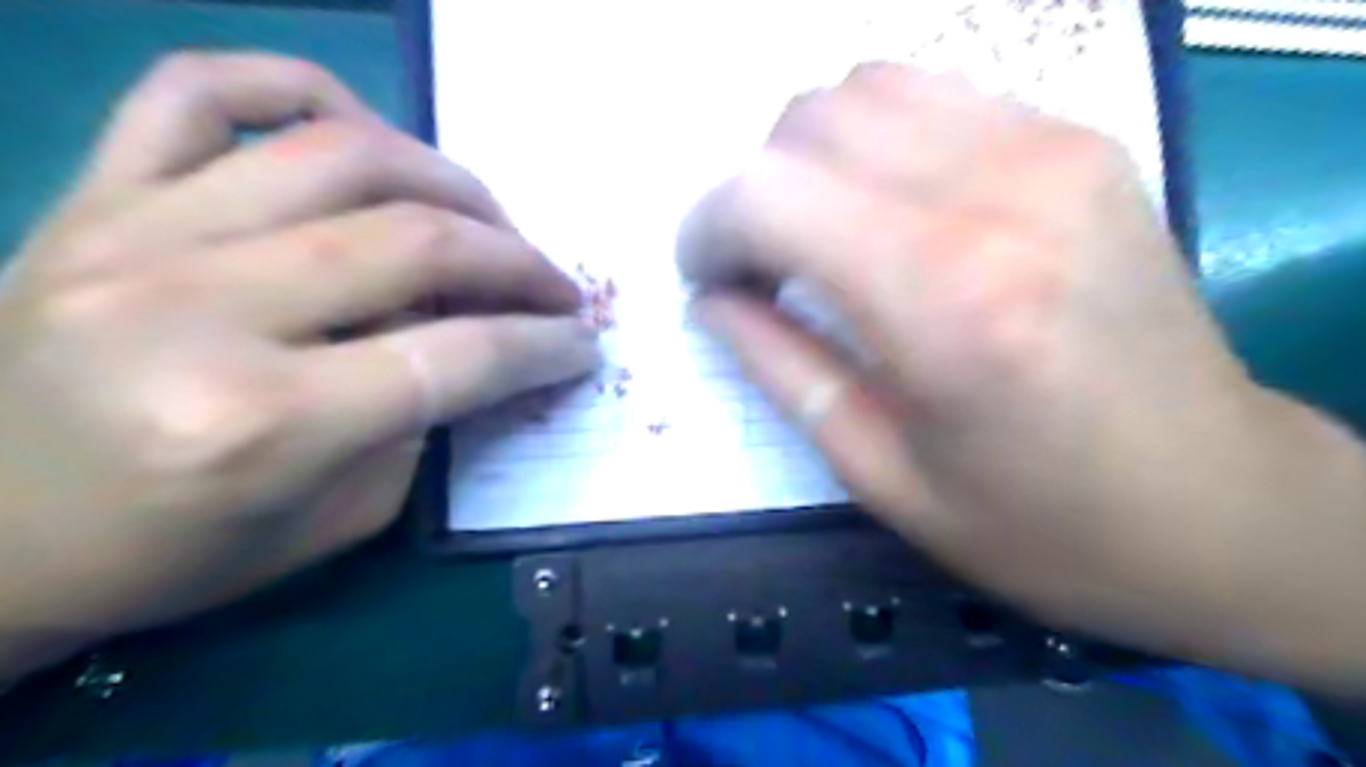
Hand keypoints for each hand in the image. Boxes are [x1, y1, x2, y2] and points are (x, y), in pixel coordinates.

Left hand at [1, 55, 598, 675]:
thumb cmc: (170, 554)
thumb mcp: (336, 523)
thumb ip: (422, 426)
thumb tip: (483, 347)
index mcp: (259, 422)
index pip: (457, 358)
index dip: (543, 347)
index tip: (583, 345)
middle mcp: (196, 310)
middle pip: (416, 243)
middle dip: (520, 262)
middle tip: (558, 286)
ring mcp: (133, 233)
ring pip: (341, 151)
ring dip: (452, 182)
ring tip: (488, 222)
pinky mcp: (94, 195)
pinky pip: (203, 89)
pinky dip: (303, 88)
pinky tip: (361, 132)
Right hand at [684, 59, 1365, 683]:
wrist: (1215, 505)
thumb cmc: (1038, 523)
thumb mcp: (881, 474)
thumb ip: (780, 369)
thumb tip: (712, 301)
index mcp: (943, 300)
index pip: (766, 194)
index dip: (707, 227)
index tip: (705, 276)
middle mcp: (999, 194)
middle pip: (809, 121)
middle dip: (754, 190)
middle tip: (762, 267)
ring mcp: (1052, 150)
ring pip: (866, 89)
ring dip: (812, 158)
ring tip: (821, 235)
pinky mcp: (1080, 142)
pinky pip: (933, 96)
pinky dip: (877, 140)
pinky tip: (887, 209)